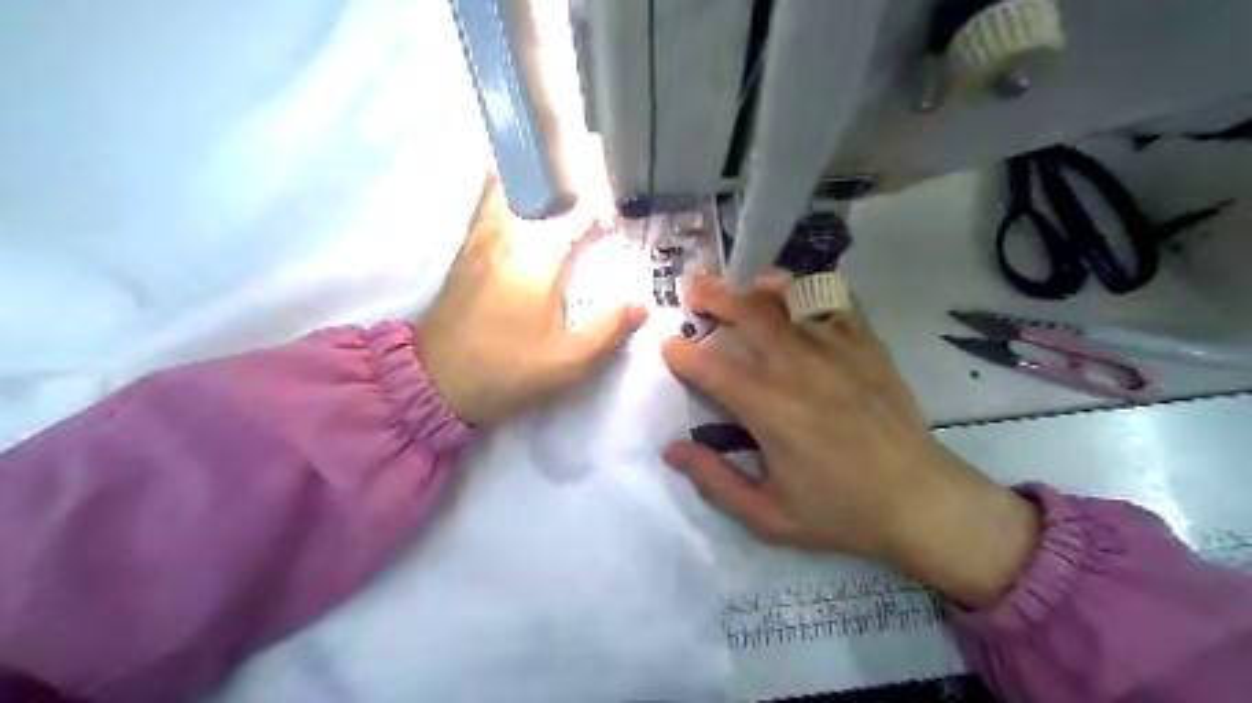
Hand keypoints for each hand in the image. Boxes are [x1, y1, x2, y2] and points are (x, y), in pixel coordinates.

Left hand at [427, 179, 650, 424]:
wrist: (436, 382)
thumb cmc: (507, 372)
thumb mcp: (567, 362)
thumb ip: (608, 330)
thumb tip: (641, 306)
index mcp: (535, 262)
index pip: (575, 217)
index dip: (601, 212)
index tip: (617, 221)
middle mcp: (506, 237)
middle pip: (540, 187)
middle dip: (572, 182)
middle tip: (596, 184)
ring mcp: (480, 238)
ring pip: (509, 185)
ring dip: (540, 178)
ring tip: (564, 179)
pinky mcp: (465, 247)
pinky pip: (487, 199)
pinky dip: (508, 184)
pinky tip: (522, 187)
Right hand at [659, 278, 1042, 606]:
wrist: (920, 500)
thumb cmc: (841, 511)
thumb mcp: (769, 515)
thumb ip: (715, 481)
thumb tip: (671, 451)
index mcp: (769, 409)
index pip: (710, 367)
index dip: (681, 352)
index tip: (668, 345)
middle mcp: (798, 368)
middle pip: (747, 313)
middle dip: (712, 296)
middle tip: (693, 292)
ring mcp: (836, 350)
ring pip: (787, 299)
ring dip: (755, 288)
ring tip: (740, 287)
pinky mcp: (866, 345)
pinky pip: (831, 302)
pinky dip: (805, 294)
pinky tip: (794, 299)